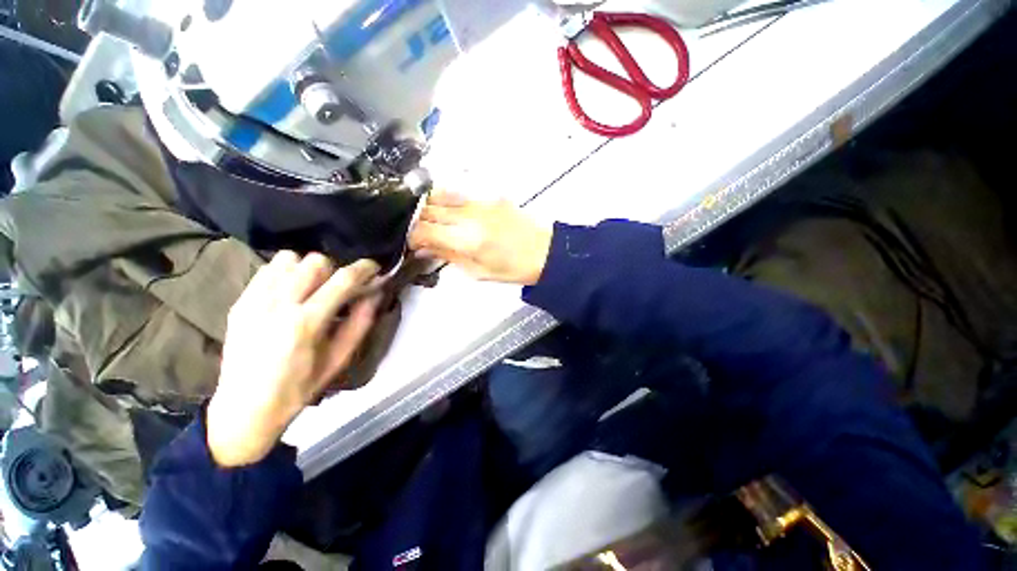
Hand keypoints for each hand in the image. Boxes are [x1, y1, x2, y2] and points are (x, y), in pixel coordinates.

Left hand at [207, 252, 380, 466]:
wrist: (244, 408)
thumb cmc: (300, 387)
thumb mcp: (340, 358)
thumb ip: (361, 322)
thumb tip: (376, 292)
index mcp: (306, 323)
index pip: (342, 280)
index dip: (364, 268)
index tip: (374, 268)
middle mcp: (277, 305)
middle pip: (315, 262)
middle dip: (335, 271)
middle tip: (338, 289)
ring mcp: (254, 300)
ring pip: (289, 259)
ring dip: (309, 269)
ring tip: (312, 289)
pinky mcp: (240, 301)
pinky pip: (268, 269)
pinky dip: (286, 273)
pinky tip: (290, 292)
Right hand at [409, 191, 552, 284]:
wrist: (545, 251)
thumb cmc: (513, 269)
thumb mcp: (478, 272)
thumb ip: (448, 256)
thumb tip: (425, 248)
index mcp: (467, 240)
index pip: (424, 231)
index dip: (412, 238)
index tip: (413, 244)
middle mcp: (469, 216)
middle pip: (428, 210)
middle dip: (417, 223)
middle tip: (420, 235)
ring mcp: (479, 202)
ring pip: (440, 196)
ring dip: (429, 208)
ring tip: (431, 222)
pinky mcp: (489, 196)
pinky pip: (458, 193)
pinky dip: (446, 200)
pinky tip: (448, 211)